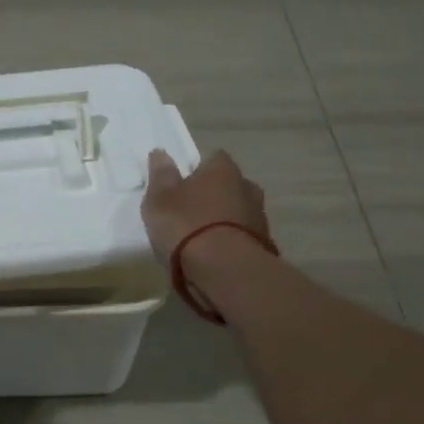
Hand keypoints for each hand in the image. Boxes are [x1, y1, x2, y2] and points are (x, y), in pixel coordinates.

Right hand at [140, 149, 268, 261]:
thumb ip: (161, 175)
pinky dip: (231, 242)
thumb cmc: (186, 226)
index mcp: (223, 170)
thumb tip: (161, 153)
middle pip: (229, 185)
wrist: (225, 271)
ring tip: (201, 239)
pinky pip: (243, 237)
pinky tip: (215, 256)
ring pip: (238, 212)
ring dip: (224, 220)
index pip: (214, 158)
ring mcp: (260, 217)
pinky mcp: (264, 246)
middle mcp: (247, 187)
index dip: (198, 169)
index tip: (183, 184)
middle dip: (214, 195)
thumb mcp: (159, 199)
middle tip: (190, 211)